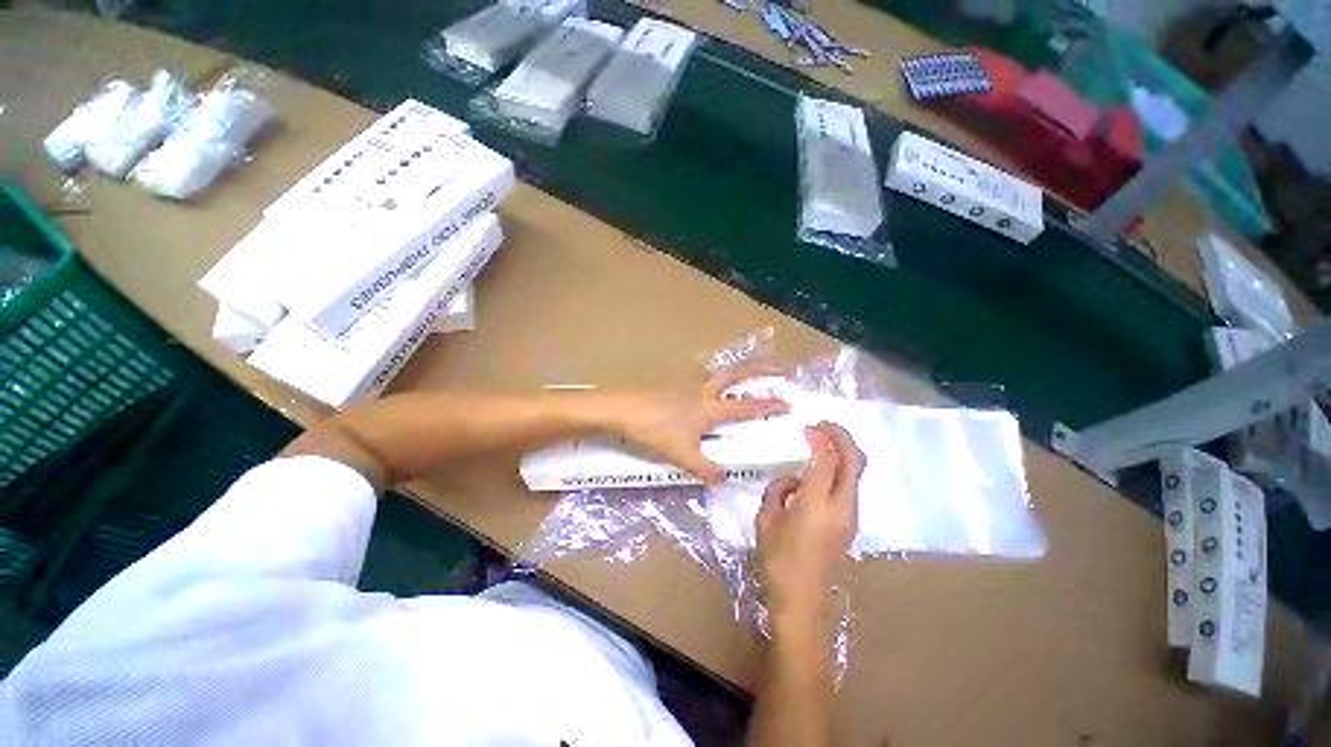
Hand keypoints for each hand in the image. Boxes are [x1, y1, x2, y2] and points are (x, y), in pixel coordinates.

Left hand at [603, 365, 789, 483]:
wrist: (621, 408)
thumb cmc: (654, 430)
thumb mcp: (681, 454)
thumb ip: (703, 467)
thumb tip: (723, 480)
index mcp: (710, 409)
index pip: (745, 407)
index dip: (767, 406)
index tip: (787, 403)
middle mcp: (703, 392)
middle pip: (737, 376)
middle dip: (759, 370)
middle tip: (778, 366)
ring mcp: (687, 385)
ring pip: (719, 372)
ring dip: (737, 369)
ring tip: (748, 368)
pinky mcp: (672, 384)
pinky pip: (700, 377)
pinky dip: (712, 376)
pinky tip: (707, 383)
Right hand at [756, 423, 864, 624]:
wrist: (802, 598)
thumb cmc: (778, 562)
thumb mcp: (766, 523)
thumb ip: (777, 493)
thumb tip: (790, 480)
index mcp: (817, 503)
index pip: (827, 458)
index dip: (820, 438)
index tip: (807, 429)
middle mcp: (841, 505)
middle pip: (854, 459)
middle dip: (842, 437)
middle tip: (823, 428)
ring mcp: (851, 515)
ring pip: (856, 473)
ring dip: (842, 456)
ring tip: (817, 455)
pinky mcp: (852, 525)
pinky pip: (850, 489)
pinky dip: (839, 476)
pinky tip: (817, 484)